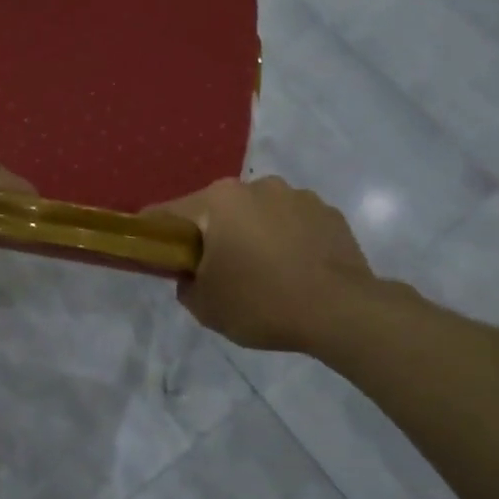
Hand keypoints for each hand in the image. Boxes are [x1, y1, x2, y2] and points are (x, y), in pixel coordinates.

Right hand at [152, 176, 381, 352]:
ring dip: (253, 234)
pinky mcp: (328, 212)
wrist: (342, 312)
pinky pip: (293, 223)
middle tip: (217, 272)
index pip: (168, 213)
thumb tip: (192, 275)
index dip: (156, 235)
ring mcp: (296, 195)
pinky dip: (287, 240)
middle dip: (212, 235)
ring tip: (265, 273)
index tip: (158, 257)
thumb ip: (186, 285)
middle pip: (217, 210)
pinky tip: (296, 271)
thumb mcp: (206, 307)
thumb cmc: (262, 303)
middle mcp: (255, 186)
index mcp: (218, 201)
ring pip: (258, 213)